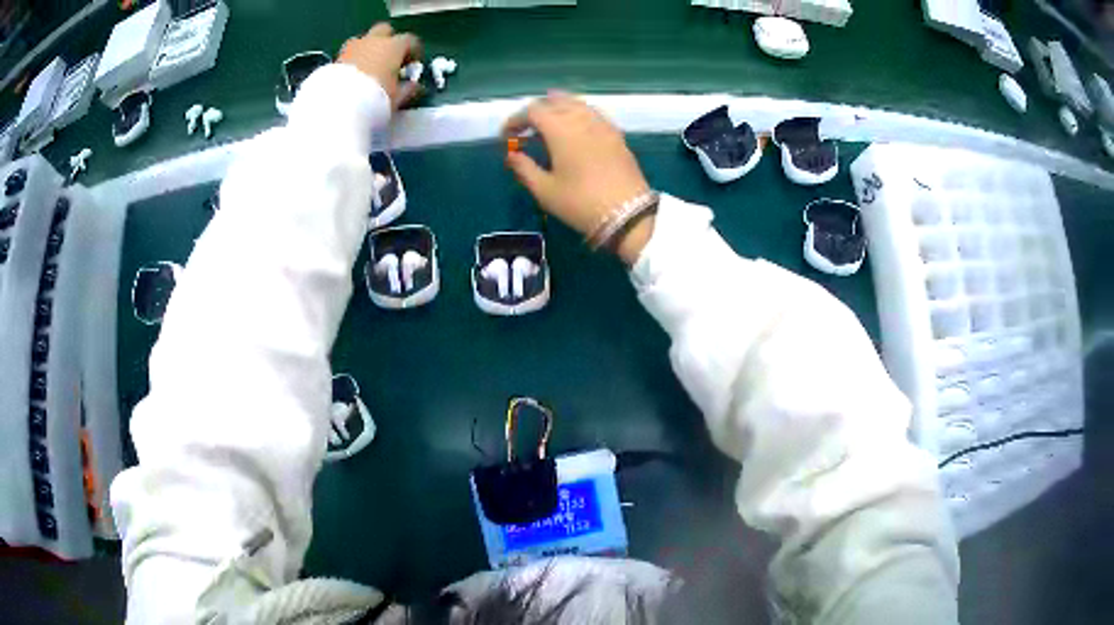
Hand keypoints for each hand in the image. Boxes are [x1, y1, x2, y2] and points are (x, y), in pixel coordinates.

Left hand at [339, 23, 422, 109]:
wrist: (338, 107)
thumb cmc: (375, 99)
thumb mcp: (397, 98)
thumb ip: (408, 89)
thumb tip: (415, 86)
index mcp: (393, 47)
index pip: (410, 41)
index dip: (414, 51)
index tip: (413, 64)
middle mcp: (373, 41)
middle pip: (384, 30)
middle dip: (389, 41)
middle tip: (390, 59)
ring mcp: (352, 47)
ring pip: (363, 39)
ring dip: (368, 48)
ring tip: (369, 67)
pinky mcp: (335, 58)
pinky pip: (348, 53)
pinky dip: (353, 60)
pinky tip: (353, 76)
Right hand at [503, 93, 654, 263]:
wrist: (628, 215)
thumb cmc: (580, 203)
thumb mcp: (545, 190)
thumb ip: (524, 168)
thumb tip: (512, 154)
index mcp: (560, 129)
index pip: (533, 111)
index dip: (515, 120)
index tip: (506, 136)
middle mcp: (581, 119)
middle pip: (554, 101)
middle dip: (536, 111)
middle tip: (525, 129)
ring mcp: (602, 124)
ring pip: (576, 103)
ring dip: (558, 109)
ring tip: (548, 126)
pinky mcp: (616, 134)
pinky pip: (593, 113)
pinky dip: (577, 114)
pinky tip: (574, 130)